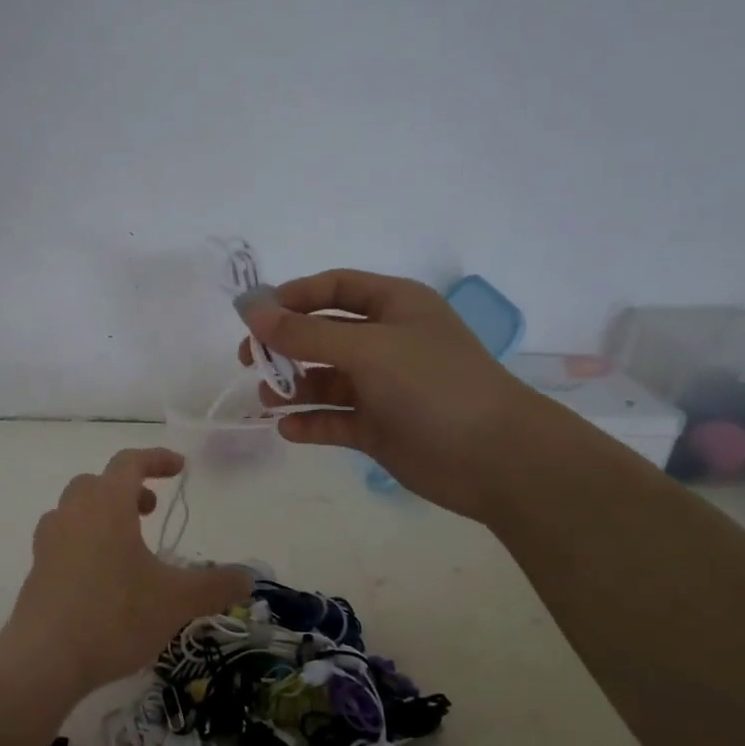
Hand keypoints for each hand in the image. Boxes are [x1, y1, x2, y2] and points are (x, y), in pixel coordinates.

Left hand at [2, 448, 251, 698]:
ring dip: (103, 514)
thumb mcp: (176, 601)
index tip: (179, 467)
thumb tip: (248, 578)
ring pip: (75, 510)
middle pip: (97, 483)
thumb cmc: (115, 615)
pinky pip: (63, 540)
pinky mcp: (36, 570)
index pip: (129, 462)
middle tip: (150, 510)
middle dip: (127, 489)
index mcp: (106, 504)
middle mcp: (72, 512)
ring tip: (128, 545)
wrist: (44, 658)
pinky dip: (85, 542)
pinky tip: (102, 577)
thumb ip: (215, 586)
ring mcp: (49, 541)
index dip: (156, 459)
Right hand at [241, 269, 550, 520]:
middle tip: (249, 361)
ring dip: (293, 388)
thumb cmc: (434, 385)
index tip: (252, 317)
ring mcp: (382, 387)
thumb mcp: (367, 348)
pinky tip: (289, 429)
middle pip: (322, 334)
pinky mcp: (378, 427)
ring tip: (268, 401)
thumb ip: (305, 333)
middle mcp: (386, 341)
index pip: (333, 288)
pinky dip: (310, 423)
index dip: (291, 297)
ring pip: (324, 380)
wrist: (494, 457)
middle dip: (285, 346)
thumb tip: (251, 312)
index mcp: (394, 306)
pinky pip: (333, 419)